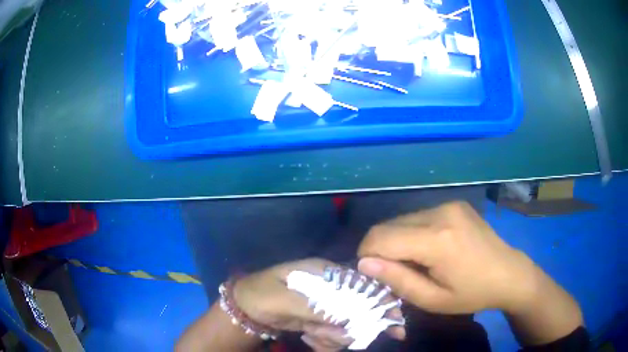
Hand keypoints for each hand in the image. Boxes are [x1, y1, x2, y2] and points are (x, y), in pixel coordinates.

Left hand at [234, 258, 405, 347]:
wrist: (243, 309)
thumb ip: (314, 307)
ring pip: (346, 324)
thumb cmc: (259, 295)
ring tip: (312, 337)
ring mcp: (325, 305)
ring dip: (333, 336)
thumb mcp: (282, 299)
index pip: (360, 283)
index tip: (393, 320)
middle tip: (348, 338)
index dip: (379, 300)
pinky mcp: (319, 319)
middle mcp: (329, 287)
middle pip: (358, 307)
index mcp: (322, 272)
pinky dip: (325, 341)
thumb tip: (346, 320)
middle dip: (355, 326)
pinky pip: (333, 333)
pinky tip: (308, 339)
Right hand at [357, 202, 537, 313]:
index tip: (371, 273)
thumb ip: (397, 280)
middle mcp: (441, 213)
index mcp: (437, 240)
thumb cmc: (472, 294)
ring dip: (398, 240)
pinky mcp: (454, 203)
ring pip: (402, 219)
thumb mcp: (433, 300)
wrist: (509, 273)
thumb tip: (364, 263)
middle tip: (393, 272)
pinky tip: (429, 248)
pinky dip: (413, 232)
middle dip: (381, 249)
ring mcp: (449, 204)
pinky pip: (419, 216)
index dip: (366, 254)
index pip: (381, 237)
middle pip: (389, 225)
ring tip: (414, 261)